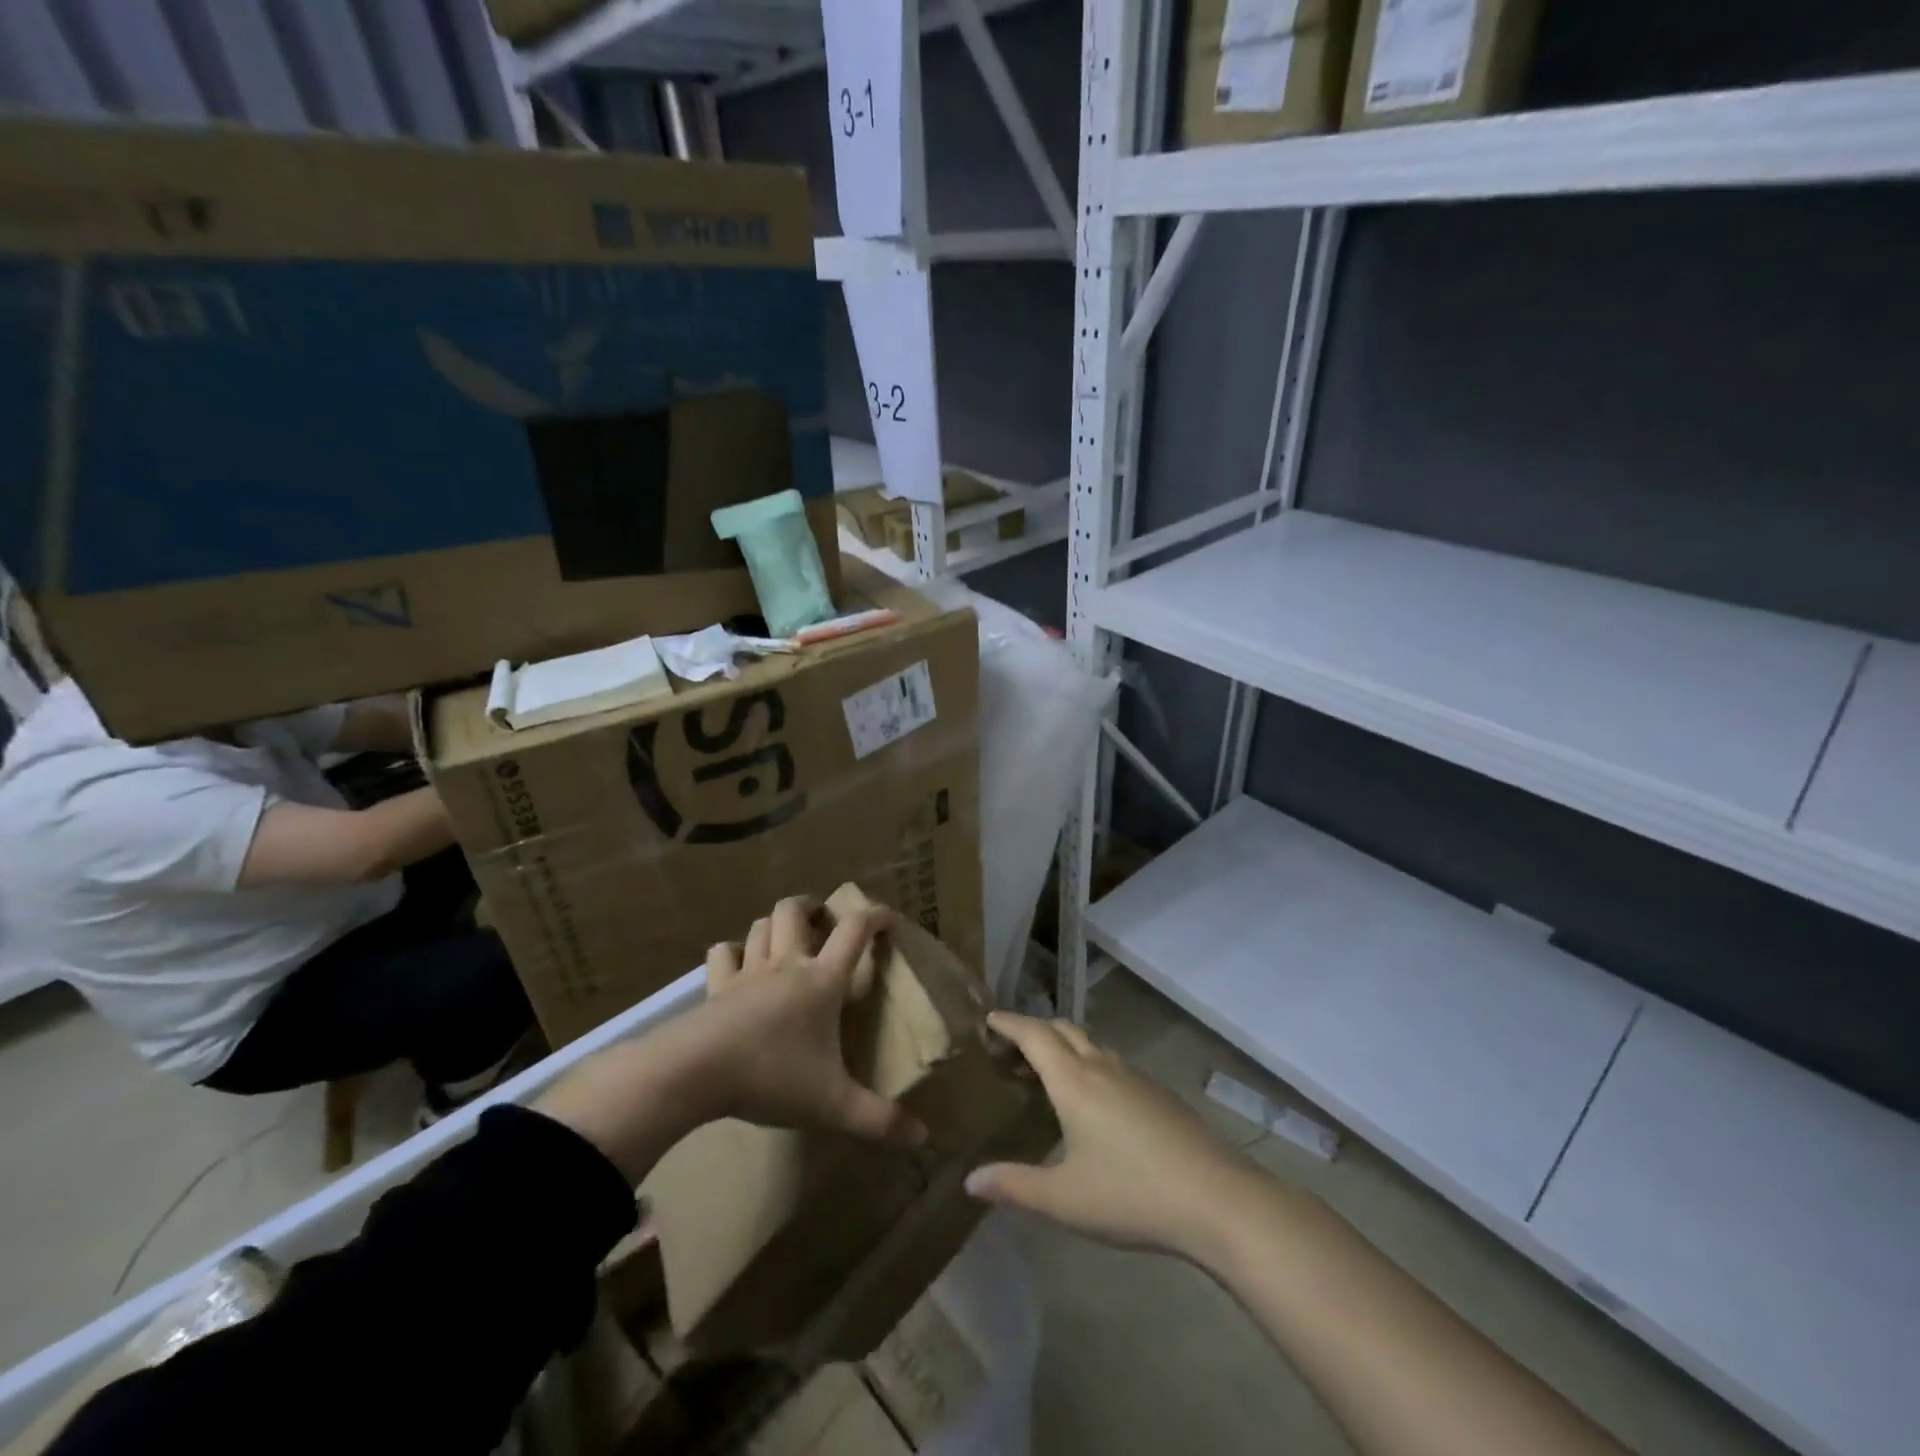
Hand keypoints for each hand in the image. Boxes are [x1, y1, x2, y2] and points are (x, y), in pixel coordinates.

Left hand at [695, 894, 925, 1148]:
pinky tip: (737, 963)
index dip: (874, 916)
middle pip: (794, 911)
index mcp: (821, 981)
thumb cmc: (772, 1075)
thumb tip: (923, 1138)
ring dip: (774, 925)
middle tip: (822, 920)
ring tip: (784, 937)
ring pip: (760, 926)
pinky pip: (721, 955)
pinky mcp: (715, 988)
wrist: (696, 1072)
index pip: (854, 932)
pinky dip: (731, 952)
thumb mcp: (832, 1104)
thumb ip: (878, 1120)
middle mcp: (786, 965)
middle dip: (811, 907)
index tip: (887, 918)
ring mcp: (747, 973)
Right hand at [965, 1012, 1260, 1260]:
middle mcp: (1102, 1067)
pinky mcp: (1160, 1094)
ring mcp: (1135, 1077)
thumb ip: (1015, 1186)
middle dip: (1035, 1029)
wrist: (1216, 1198)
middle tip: (1013, 1045)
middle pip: (1063, 1030)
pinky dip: (1092, 1065)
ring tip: (1050, 1070)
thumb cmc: (1131, 1195)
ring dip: (1065, 1046)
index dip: (1009, 1023)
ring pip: (1092, 1045)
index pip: (1033, 1035)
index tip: (989, 1018)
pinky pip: (1114, 1065)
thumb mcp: (1064, 1199)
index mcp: (1073, 1081)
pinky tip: (1097, 1100)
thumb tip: (970, 1180)